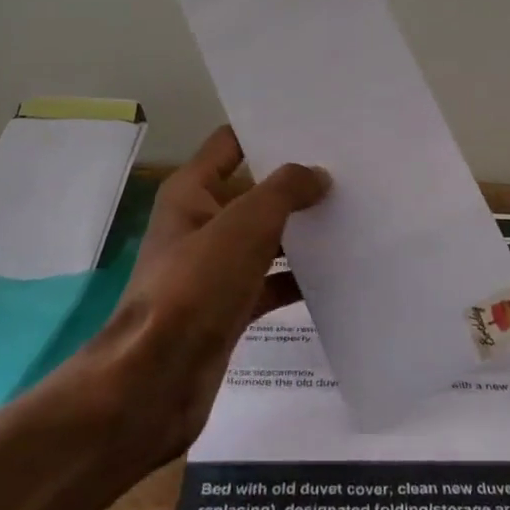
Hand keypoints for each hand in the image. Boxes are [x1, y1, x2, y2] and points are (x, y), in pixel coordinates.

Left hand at [91, 126, 326, 462]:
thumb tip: (317, 175)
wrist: (156, 380)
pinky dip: (295, 278)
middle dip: (294, 183)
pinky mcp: (227, 307)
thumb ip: (284, 190)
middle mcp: (200, 223)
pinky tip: (336, 275)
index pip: (231, 143)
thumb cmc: (195, 287)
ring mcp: (212, 268)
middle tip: (348, 171)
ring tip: (353, 215)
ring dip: (300, 231)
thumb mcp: (245, 225)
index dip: (268, 132)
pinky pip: (268, 282)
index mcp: (191, 192)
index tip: (316, 128)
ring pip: (264, 238)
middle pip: (252, 191)